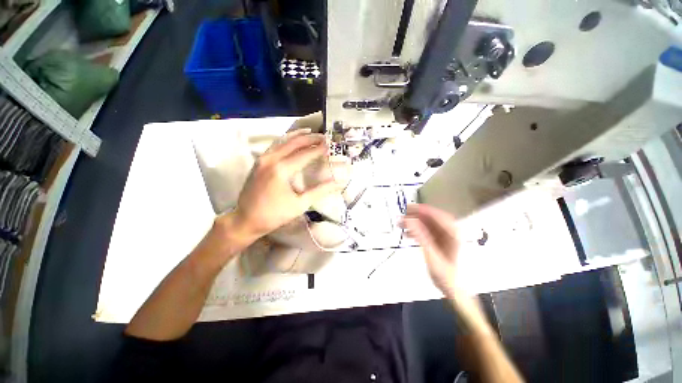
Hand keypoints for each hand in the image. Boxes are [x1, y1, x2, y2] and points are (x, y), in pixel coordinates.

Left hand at [233, 130, 341, 239]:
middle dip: (311, 139)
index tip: (331, 146)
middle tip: (325, 137)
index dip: (319, 150)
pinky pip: (275, 145)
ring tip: (312, 133)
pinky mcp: (259, 161)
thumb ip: (320, 191)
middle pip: (294, 143)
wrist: (246, 219)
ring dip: (299, 136)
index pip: (305, 154)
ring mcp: (263, 158)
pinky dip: (287, 140)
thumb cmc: (274, 215)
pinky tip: (294, 140)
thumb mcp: (300, 205)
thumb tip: (338, 183)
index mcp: (281, 170)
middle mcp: (271, 159)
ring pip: (283, 140)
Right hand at [401, 204, 459, 296]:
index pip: (437, 216)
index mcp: (454, 234)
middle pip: (432, 219)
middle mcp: (452, 233)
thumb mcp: (433, 257)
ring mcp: (446, 238)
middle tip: (401, 217)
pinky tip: (408, 235)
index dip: (422, 210)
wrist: (458, 295)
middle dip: (416, 216)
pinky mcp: (441, 243)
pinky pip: (428, 233)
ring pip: (428, 225)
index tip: (407, 208)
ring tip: (401, 226)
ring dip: (414, 224)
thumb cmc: (448, 278)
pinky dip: (417, 232)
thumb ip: (421, 237)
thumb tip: (409, 220)